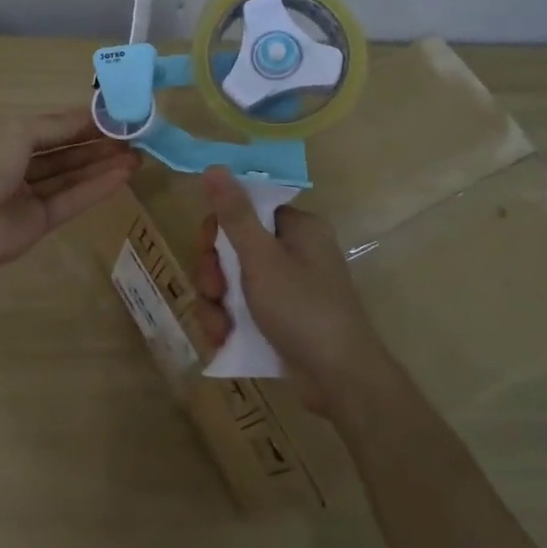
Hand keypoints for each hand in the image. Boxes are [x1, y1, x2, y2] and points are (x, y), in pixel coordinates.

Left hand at [0, 109, 140, 273]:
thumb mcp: (16, 131)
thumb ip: (55, 125)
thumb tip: (87, 115)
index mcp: (0, 139)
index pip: (46, 127)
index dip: (78, 122)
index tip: (113, 117)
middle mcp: (12, 166)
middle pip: (61, 153)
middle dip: (95, 144)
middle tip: (132, 138)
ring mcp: (26, 196)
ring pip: (69, 177)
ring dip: (101, 165)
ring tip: (137, 156)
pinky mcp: (38, 223)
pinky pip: (71, 200)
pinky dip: (96, 188)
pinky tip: (124, 176)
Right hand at [190, 166, 387, 413]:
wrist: (340, 381)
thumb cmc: (302, 309)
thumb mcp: (261, 259)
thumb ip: (234, 214)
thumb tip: (214, 166)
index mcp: (297, 228)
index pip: (245, 210)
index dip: (218, 229)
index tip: (206, 251)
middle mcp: (294, 251)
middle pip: (233, 247)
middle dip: (214, 273)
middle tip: (214, 292)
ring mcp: (288, 287)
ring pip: (232, 281)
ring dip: (216, 302)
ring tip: (218, 326)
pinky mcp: (281, 317)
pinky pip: (242, 307)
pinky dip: (228, 321)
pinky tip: (223, 339)